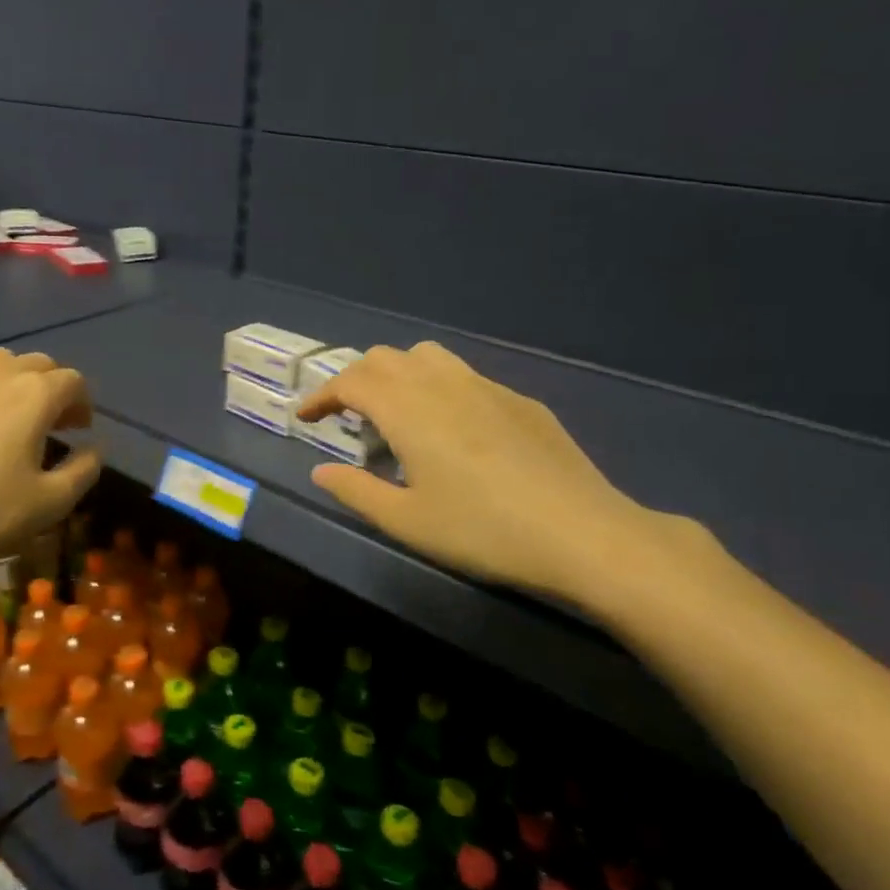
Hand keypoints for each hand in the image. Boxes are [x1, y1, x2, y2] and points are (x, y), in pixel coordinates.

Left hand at [0, 349, 100, 588]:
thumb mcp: (50, 504)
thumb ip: (83, 470)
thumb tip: (95, 448)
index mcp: (34, 396)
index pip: (72, 381)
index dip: (82, 402)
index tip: (78, 429)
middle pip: (36, 363)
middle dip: (50, 387)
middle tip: (48, 422)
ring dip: (11, 382)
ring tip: (6, 415)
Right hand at [297, 342, 688, 609]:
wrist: (582, 533)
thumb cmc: (482, 530)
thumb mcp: (407, 521)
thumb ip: (356, 491)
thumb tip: (321, 472)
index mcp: (408, 409)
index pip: (351, 381)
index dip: (322, 394)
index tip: (307, 417)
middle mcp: (442, 384)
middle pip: (385, 358)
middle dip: (356, 380)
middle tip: (348, 417)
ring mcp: (486, 387)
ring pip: (427, 356)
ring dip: (398, 374)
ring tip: (397, 414)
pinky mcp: (519, 401)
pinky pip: (465, 376)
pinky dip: (439, 388)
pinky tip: (454, 430)